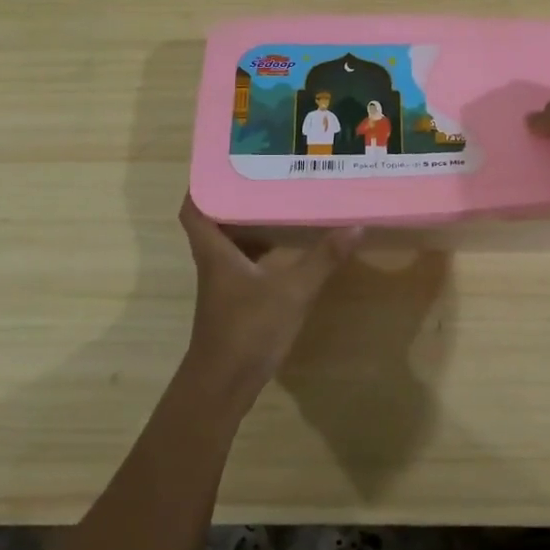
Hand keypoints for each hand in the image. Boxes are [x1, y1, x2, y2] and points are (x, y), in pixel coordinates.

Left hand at [177, 196, 360, 400]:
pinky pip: (243, 265)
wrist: (223, 386)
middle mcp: (213, 263)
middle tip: (265, 177)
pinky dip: (260, 253)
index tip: (224, 163)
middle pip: (215, 222)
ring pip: (231, 245)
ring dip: (250, 225)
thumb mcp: (291, 291)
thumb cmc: (248, 330)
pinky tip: (286, 251)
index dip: (201, 184)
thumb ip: (323, 259)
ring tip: (280, 204)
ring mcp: (222, 286)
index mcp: (215, 251)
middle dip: (236, 199)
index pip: (194, 208)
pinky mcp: (233, 304)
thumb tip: (355, 225)